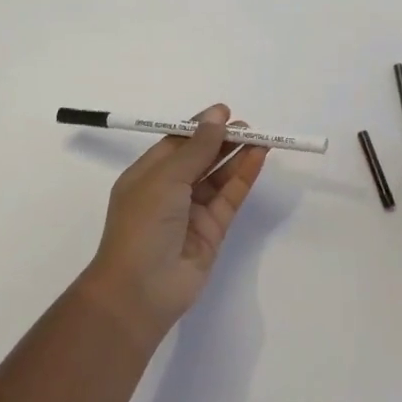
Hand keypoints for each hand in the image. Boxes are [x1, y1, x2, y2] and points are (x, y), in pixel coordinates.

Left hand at [84, 103, 267, 337]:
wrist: (141, 290)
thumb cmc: (143, 224)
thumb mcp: (166, 178)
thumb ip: (196, 148)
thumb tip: (216, 115)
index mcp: (146, 175)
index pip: (176, 143)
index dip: (200, 127)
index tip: (225, 112)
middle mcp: (168, 192)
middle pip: (200, 158)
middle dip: (222, 140)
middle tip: (248, 125)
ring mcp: (191, 212)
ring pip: (218, 177)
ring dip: (236, 156)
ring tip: (260, 137)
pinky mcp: (212, 231)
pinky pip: (229, 197)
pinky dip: (243, 177)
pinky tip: (257, 157)